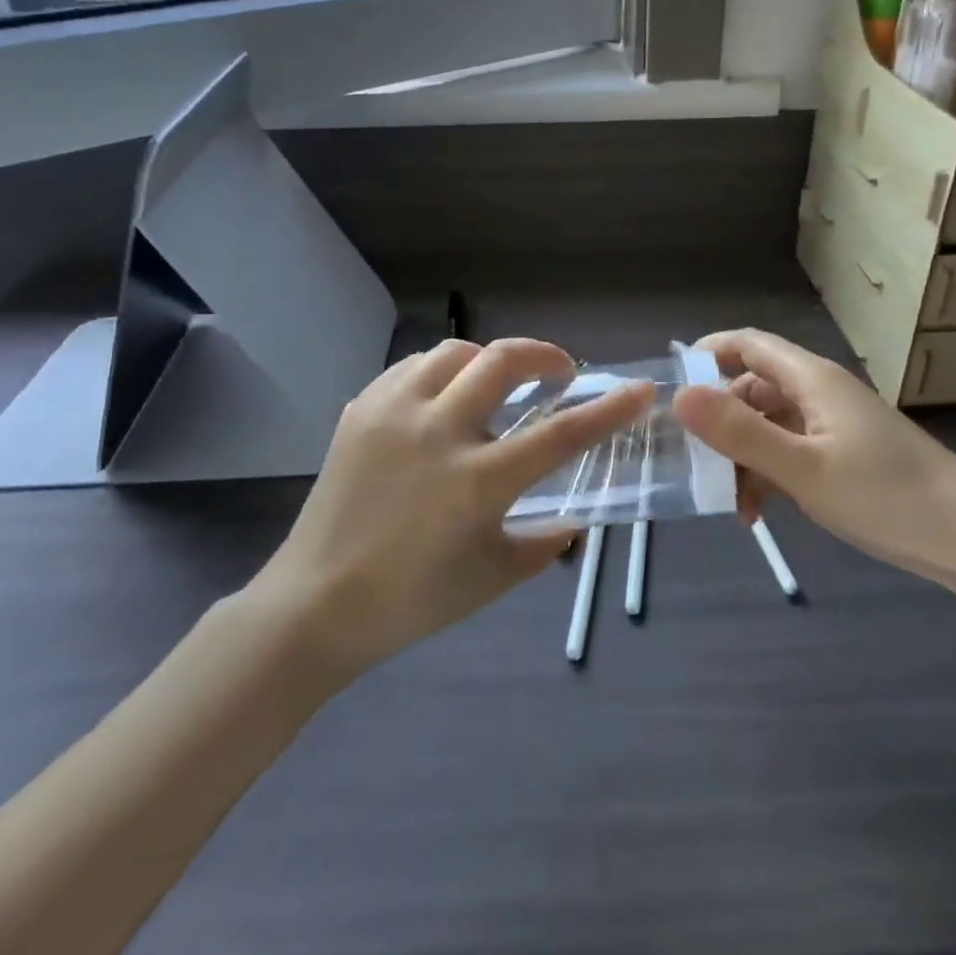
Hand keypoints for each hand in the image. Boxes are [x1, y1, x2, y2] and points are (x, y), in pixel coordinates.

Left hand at [248, 339, 651, 677]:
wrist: (314, 603)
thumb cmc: (411, 600)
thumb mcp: (491, 579)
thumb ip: (542, 545)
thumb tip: (575, 521)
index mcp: (477, 481)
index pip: (560, 434)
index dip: (608, 409)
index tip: (640, 390)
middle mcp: (439, 432)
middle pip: (503, 361)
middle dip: (545, 354)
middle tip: (560, 371)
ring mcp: (394, 413)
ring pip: (455, 352)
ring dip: (489, 359)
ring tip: (497, 382)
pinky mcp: (362, 409)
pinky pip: (412, 366)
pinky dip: (442, 370)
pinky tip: (444, 395)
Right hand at [673, 328, 955, 584]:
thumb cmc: (888, 496)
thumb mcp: (803, 468)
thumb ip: (740, 432)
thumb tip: (678, 395)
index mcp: (811, 379)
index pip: (747, 344)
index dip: (706, 354)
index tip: (670, 386)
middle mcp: (820, 393)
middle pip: (753, 387)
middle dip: (719, 420)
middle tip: (692, 462)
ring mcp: (834, 426)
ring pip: (769, 425)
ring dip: (742, 455)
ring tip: (728, 502)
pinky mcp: (845, 457)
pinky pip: (790, 451)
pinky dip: (768, 473)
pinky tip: (759, 511)